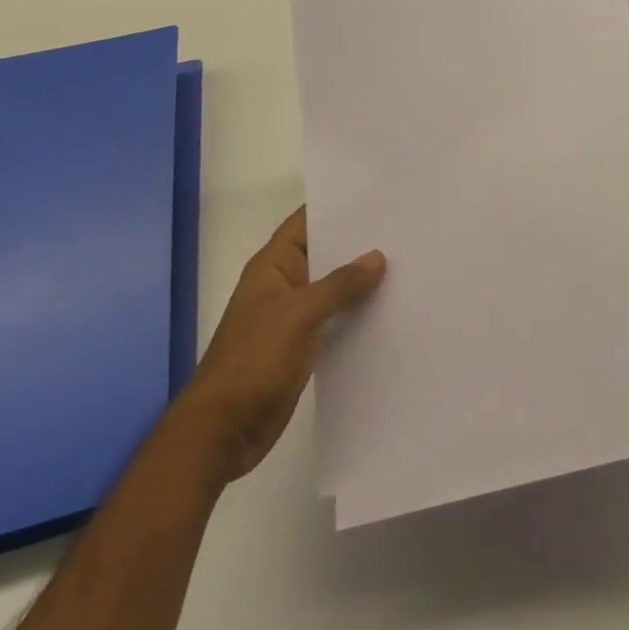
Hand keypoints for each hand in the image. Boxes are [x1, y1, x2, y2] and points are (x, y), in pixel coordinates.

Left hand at [170, 207, 384, 483]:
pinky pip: (335, 319)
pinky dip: (357, 313)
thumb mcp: (299, 315)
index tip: (379, 195)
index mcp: (273, 265)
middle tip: (404, 228)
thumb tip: (377, 257)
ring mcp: (292, 316)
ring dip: (361, 281)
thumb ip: (340, 285)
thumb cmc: (253, 361)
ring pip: (333, 288)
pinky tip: (389, 309)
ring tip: (407, 264)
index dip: (339, 205)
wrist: (221, 433)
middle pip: (325, 252)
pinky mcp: (301, 346)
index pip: (307, 221)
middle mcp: (283, 284)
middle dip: (359, 243)